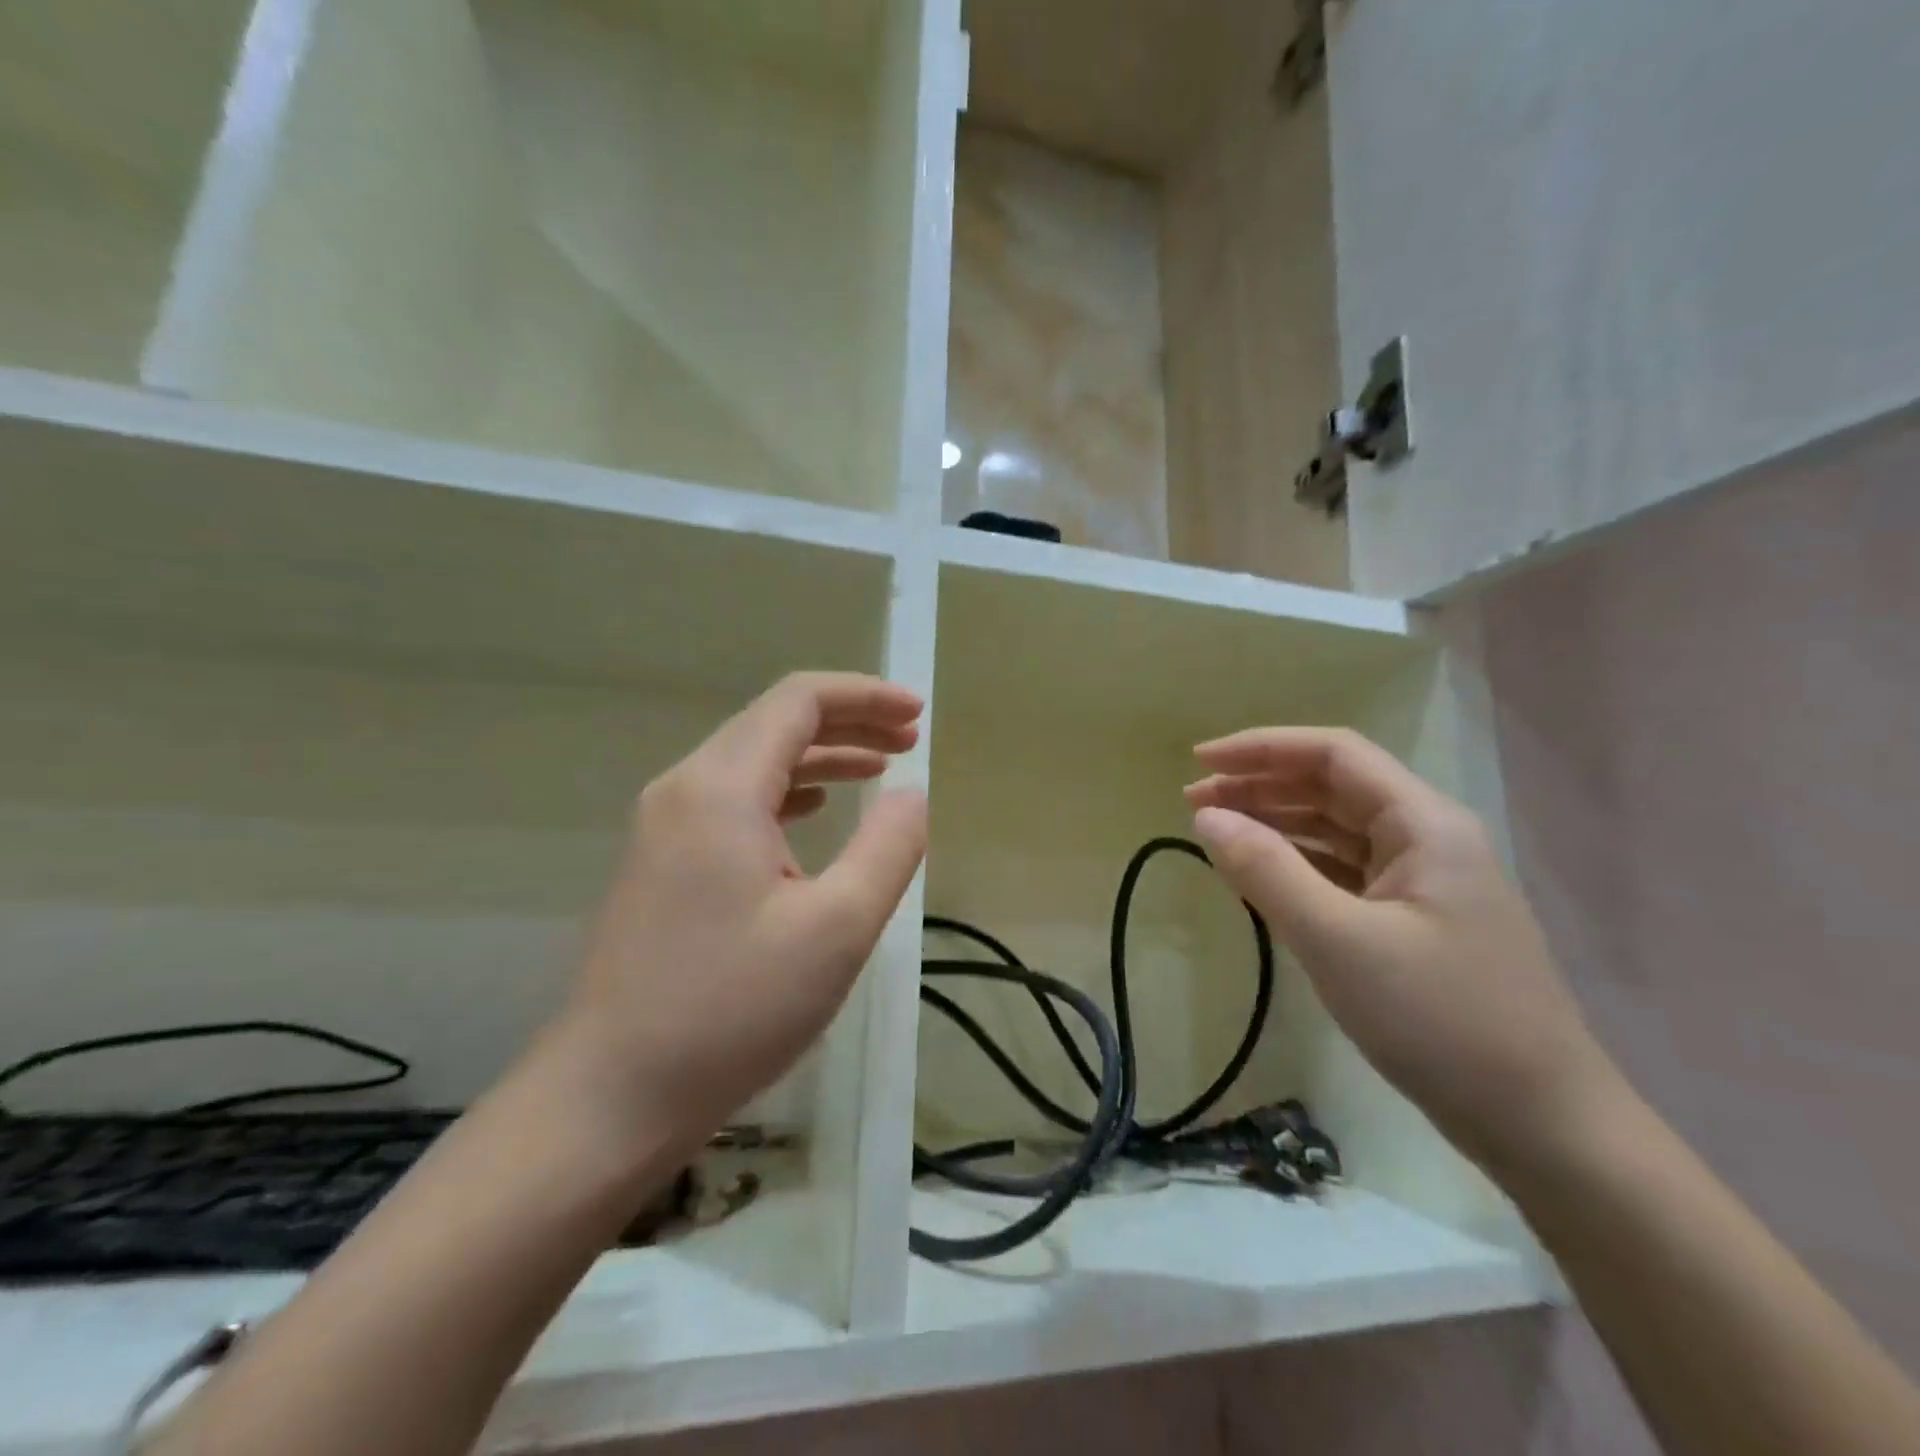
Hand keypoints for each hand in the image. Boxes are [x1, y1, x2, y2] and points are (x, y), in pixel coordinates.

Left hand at [546, 673, 926, 1145]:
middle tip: (910, 738)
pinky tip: (816, 812)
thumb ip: (888, 849)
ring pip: (753, 761)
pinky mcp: (661, 862)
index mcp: (721, 788)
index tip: (917, 714)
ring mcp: (664, 826)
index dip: (865, 696)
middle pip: (774, 723)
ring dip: (820, 757)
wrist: (610, 1095)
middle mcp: (685, 789)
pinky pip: (732, 800)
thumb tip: (912, 795)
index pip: (799, 702)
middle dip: (849, 722)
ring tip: (880, 767)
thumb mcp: (837, 929)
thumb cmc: (731, 1010)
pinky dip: (786, 792)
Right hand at [1186, 727, 1622, 1173]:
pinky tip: (1260, 877)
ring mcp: (1423, 882)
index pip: (1333, 754)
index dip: (1261, 748)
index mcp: (1423, 824)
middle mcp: (1426, 838)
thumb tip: (1206, 817)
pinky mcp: (1414, 922)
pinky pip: (1343, 872)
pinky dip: (1296, 865)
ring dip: (1275, 823)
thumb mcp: (1338, 941)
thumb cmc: (1440, 1021)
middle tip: (1193, 804)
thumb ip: (1267, 870)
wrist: (1543, 1126)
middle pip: (1332, 787)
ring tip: (1216, 834)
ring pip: (1336, 830)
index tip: (1198, 762)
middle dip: (1260, 786)